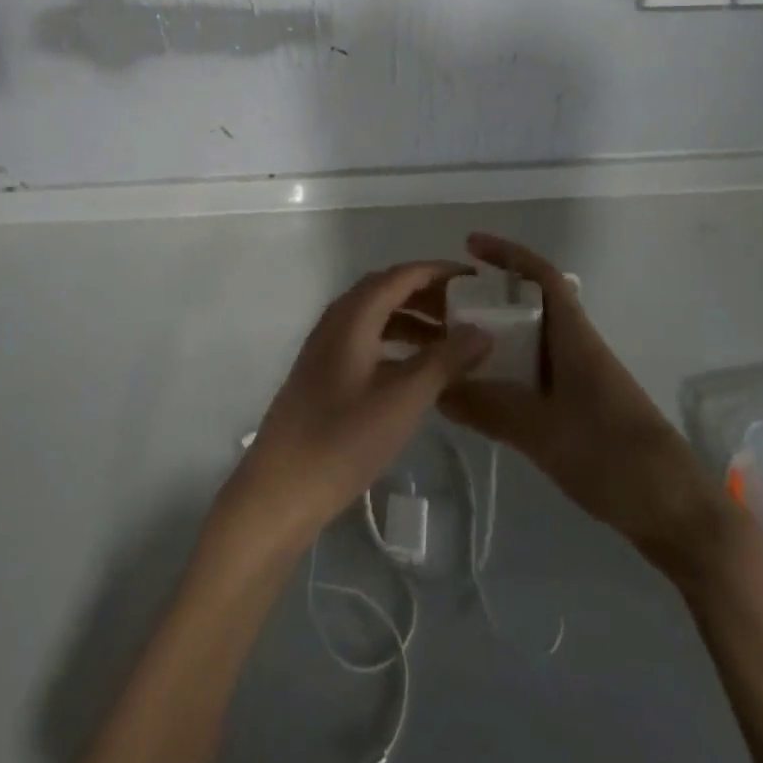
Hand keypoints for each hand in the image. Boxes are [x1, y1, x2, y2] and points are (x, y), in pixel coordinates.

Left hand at [218, 262, 492, 557]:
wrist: (279, 491)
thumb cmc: (342, 440)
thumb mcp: (402, 400)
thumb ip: (445, 361)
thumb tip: (483, 331)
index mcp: (352, 316)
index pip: (402, 275)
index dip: (440, 272)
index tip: (477, 280)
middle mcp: (337, 320)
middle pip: (388, 290)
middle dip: (429, 294)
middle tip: (468, 311)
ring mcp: (326, 346)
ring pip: (376, 316)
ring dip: (413, 319)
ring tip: (451, 341)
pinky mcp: (324, 372)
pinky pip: (367, 339)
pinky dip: (396, 342)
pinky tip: (417, 369)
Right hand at [439, 234, 732, 577]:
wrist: (678, 514)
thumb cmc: (614, 458)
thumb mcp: (542, 432)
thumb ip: (488, 408)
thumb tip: (438, 388)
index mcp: (574, 337)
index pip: (541, 276)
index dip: (507, 254)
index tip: (469, 245)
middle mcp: (577, 348)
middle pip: (529, 306)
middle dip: (488, 299)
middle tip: (443, 307)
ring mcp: (581, 380)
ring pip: (530, 342)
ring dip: (495, 337)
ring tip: (451, 348)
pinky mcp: (581, 410)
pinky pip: (534, 375)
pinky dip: (505, 372)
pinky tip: (481, 393)